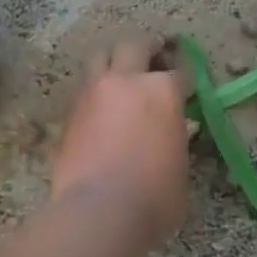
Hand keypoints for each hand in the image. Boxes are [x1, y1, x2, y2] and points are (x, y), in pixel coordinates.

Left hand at [51, 37, 189, 248]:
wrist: (99, 212)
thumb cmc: (154, 197)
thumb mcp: (180, 166)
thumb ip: (175, 139)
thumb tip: (169, 135)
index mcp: (163, 91)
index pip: (179, 73)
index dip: (186, 79)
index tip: (187, 86)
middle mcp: (127, 81)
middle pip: (135, 45)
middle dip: (148, 47)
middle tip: (155, 53)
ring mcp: (93, 93)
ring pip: (100, 56)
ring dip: (113, 58)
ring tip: (121, 70)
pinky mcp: (69, 112)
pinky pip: (83, 87)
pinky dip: (94, 88)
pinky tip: (101, 104)